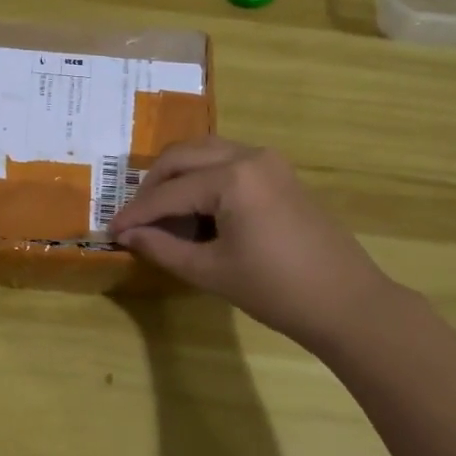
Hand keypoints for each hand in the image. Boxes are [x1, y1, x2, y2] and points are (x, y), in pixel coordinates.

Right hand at [108, 136, 391, 353]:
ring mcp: (269, 162)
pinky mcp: (280, 174)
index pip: (169, 192)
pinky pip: (228, 163)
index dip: (136, 213)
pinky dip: (203, 179)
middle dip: (153, 185)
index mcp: (232, 177)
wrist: (345, 302)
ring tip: (160, 214)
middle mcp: (250, 156)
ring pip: (206, 153)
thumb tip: (126, 235)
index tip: (110, 230)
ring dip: (178, 177)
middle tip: (134, 219)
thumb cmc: (275, 290)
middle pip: (184, 156)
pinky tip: (194, 211)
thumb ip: (162, 248)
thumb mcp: (210, 271)